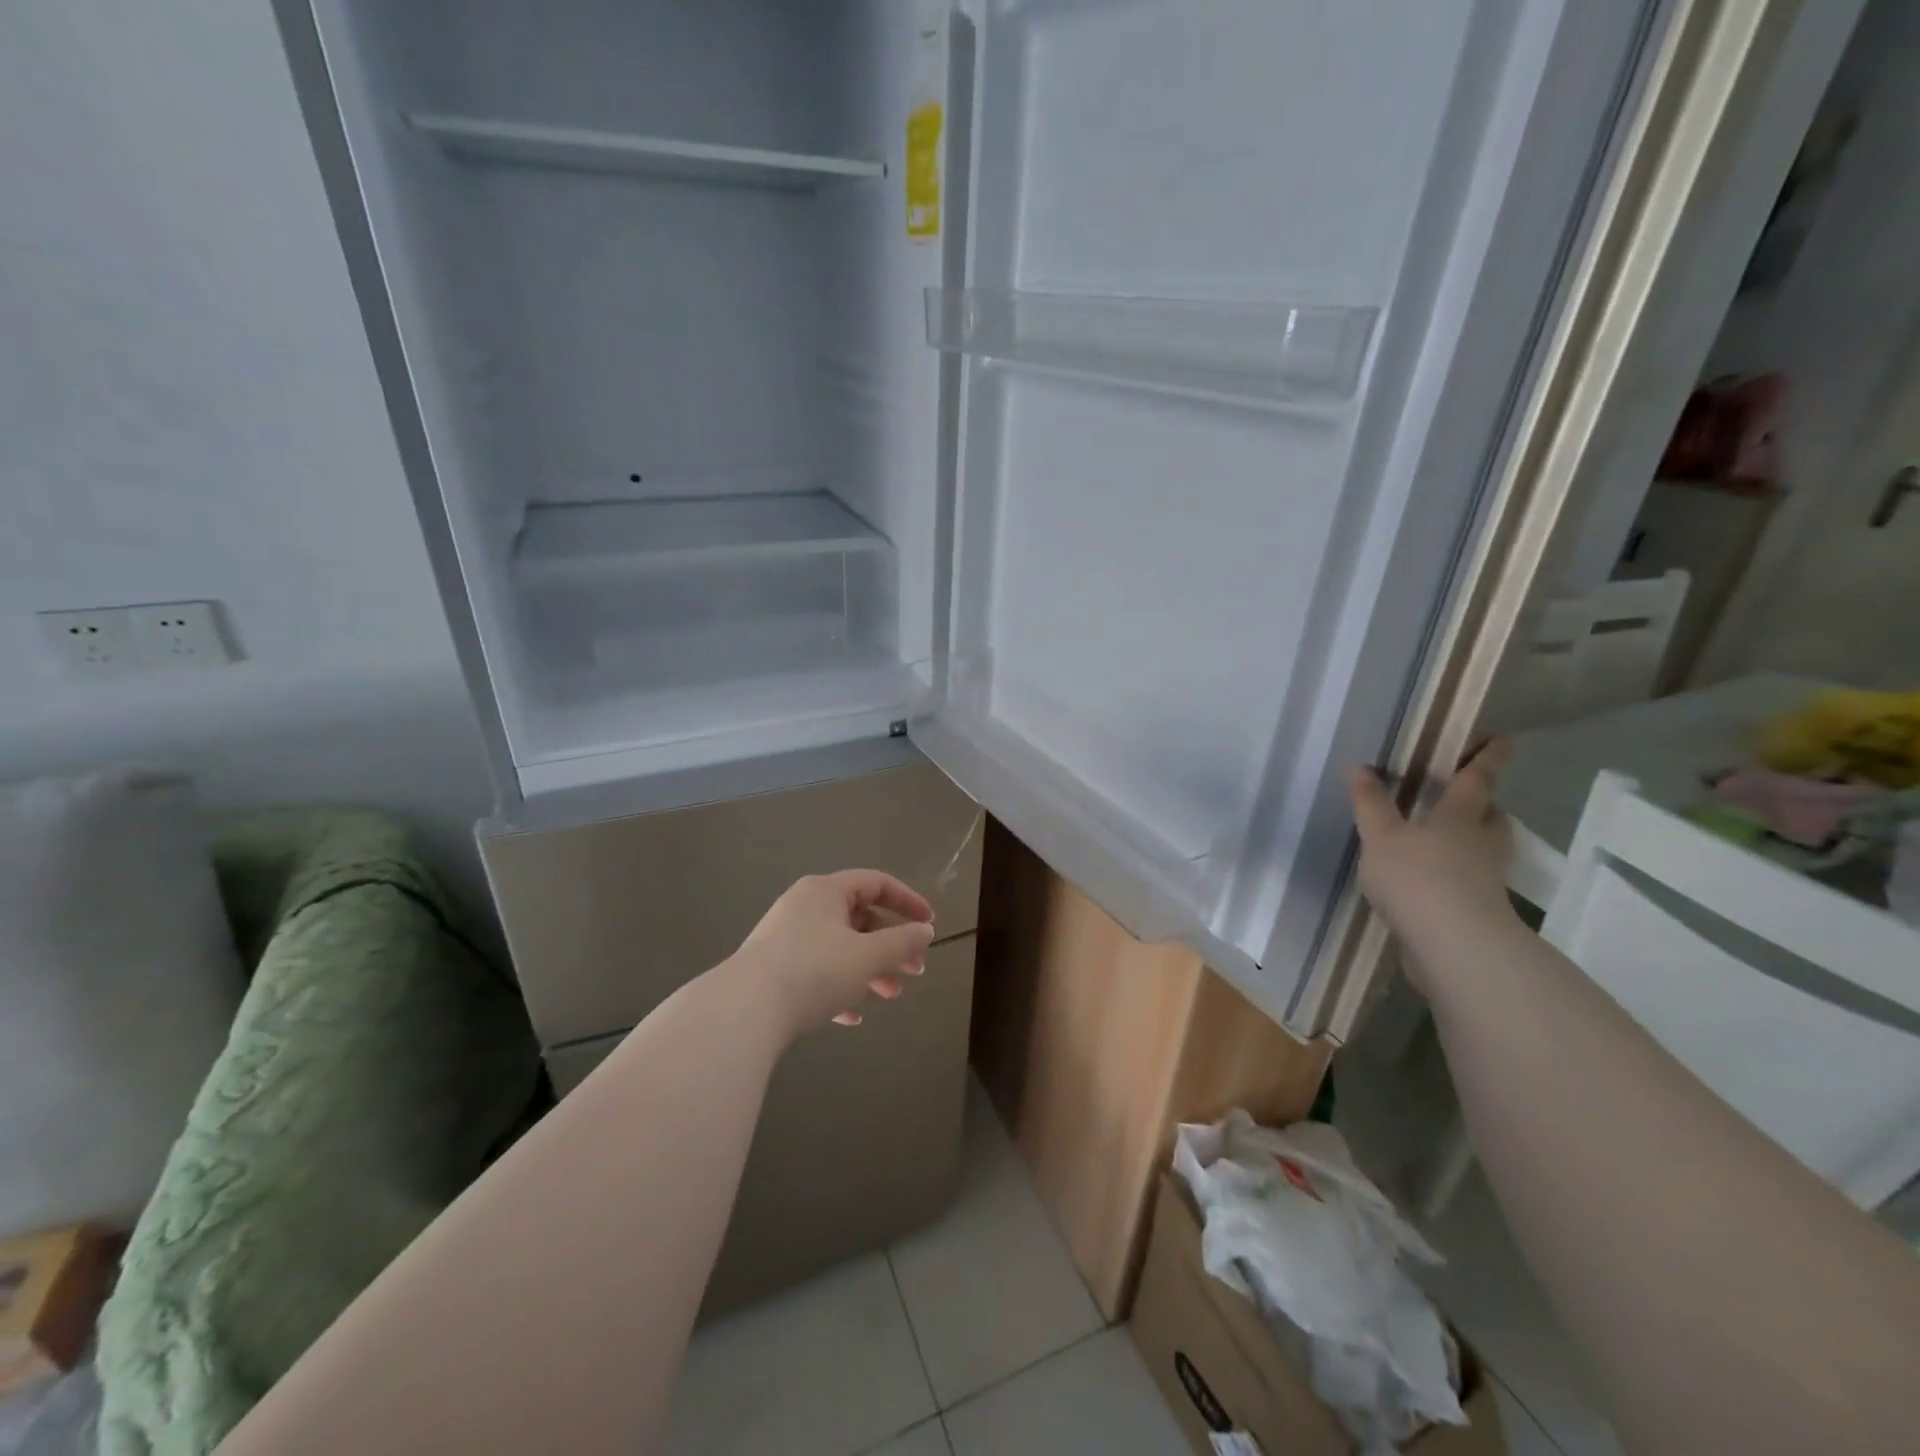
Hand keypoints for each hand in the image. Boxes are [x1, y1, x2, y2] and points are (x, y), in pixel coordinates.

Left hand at [726, 870, 936, 1035]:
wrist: (743, 1012)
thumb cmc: (814, 971)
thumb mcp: (868, 956)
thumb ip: (903, 942)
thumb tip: (925, 930)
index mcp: (826, 891)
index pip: (876, 883)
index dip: (908, 901)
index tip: (930, 924)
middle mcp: (803, 906)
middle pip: (859, 917)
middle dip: (891, 945)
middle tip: (915, 970)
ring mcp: (784, 938)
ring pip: (839, 946)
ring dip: (869, 969)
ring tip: (889, 996)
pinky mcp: (771, 969)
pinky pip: (815, 970)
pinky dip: (838, 986)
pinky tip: (850, 1016)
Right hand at [1349, 739, 1518, 964]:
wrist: (1454, 946)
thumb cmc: (1418, 878)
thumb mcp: (1381, 837)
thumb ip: (1371, 804)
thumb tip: (1362, 768)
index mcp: (1460, 817)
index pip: (1478, 779)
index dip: (1488, 756)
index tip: (1502, 738)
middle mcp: (1481, 843)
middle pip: (1492, 816)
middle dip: (1483, 804)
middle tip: (1465, 796)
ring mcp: (1485, 878)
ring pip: (1485, 849)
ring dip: (1473, 839)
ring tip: (1443, 838)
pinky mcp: (1480, 909)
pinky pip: (1471, 880)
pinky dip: (1456, 874)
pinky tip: (1430, 880)